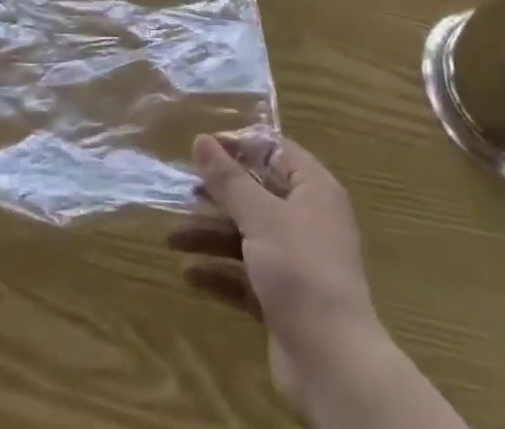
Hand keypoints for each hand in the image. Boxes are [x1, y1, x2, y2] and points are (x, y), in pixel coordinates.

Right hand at [169, 133, 466, 428]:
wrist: (333, 365)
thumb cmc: (300, 270)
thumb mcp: (260, 216)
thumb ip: (228, 179)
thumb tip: (200, 139)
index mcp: (313, 189)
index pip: (274, 151)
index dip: (238, 146)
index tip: (202, 148)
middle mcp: (307, 220)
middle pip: (256, 194)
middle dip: (217, 195)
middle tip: (182, 192)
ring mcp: (295, 262)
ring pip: (246, 236)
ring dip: (210, 235)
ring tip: (171, 238)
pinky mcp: (283, 300)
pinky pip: (246, 276)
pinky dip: (219, 273)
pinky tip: (188, 274)